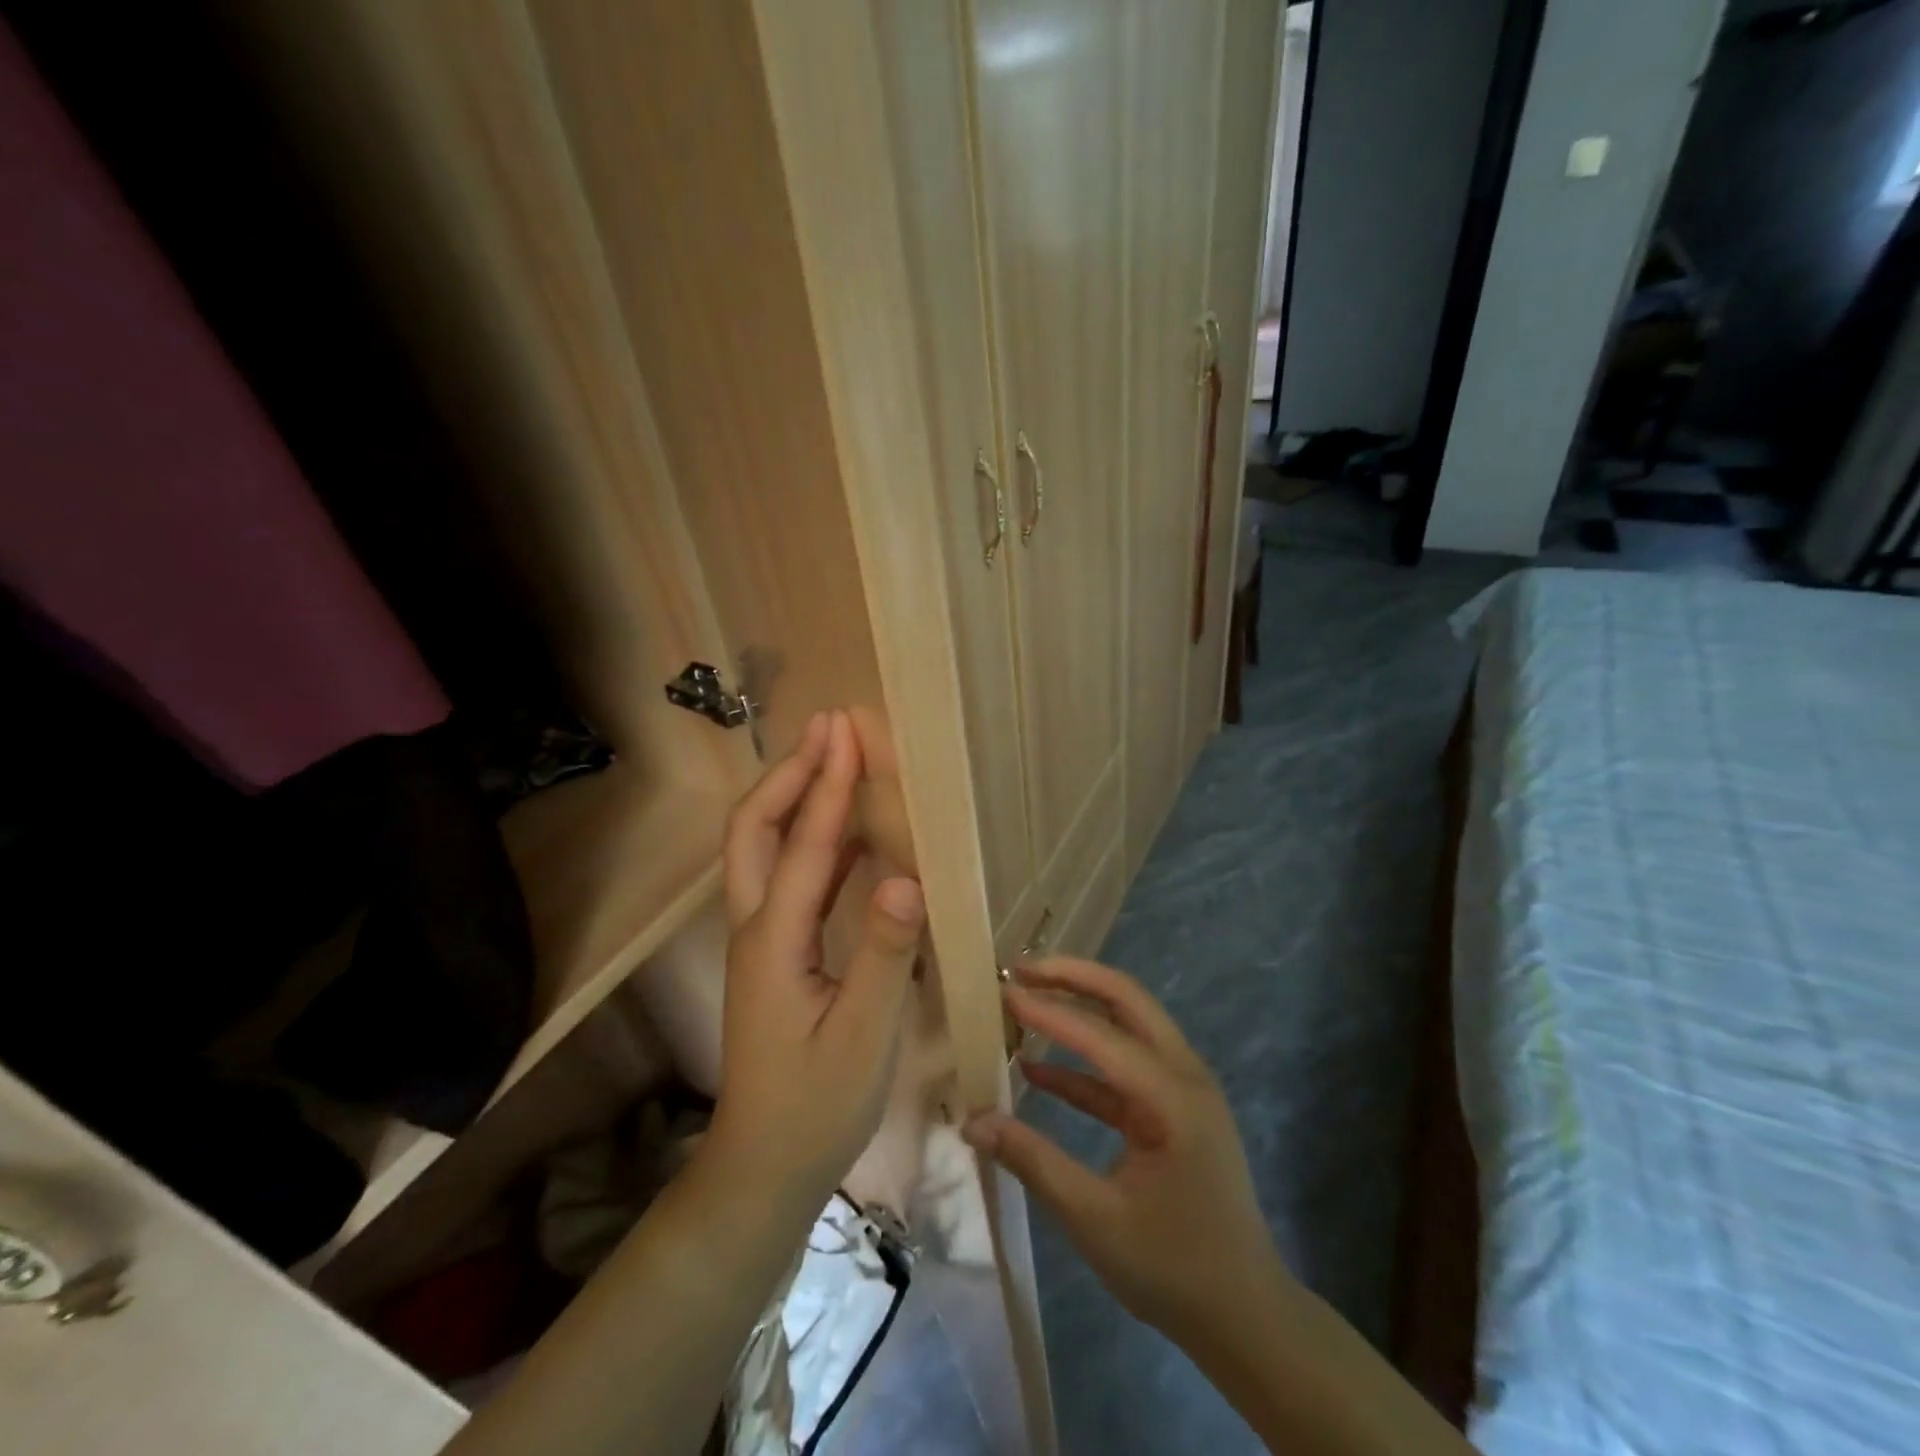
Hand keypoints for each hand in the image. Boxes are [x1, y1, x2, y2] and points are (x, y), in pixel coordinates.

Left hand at [707, 710, 927, 1209]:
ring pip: (765, 849)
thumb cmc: (817, 1106)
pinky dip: (814, 841)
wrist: (764, 1166)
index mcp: (775, 941)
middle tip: (828, 730)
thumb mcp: (863, 1037)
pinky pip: (788, 878)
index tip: (847, 732)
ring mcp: (761, 940)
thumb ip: (883, 956)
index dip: (826, 785)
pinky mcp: (775, 953)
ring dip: (795, 798)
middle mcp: (756, 927)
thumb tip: (906, 877)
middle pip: (754, 829)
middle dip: (789, 773)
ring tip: (834, 762)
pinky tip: (849, 836)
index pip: (805, 845)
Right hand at [963, 958, 1292, 1350]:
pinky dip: (1085, 1062)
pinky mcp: (1174, 1108)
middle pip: (1127, 999)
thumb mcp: (1095, 1220)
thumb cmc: (1174, 1269)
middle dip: (1073, 977)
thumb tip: (972, 1122)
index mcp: (1173, 1097)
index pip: (1102, 1035)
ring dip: (1079, 1008)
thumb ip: (1033, 1162)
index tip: (1003, 992)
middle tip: (1020, 969)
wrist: (1245, 1317)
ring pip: (1128, 1024)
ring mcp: (1183, 1089)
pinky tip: (1038, 1069)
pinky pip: (1125, 1068)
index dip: (1049, 1011)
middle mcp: (1185, 1075)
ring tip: (1026, 1000)